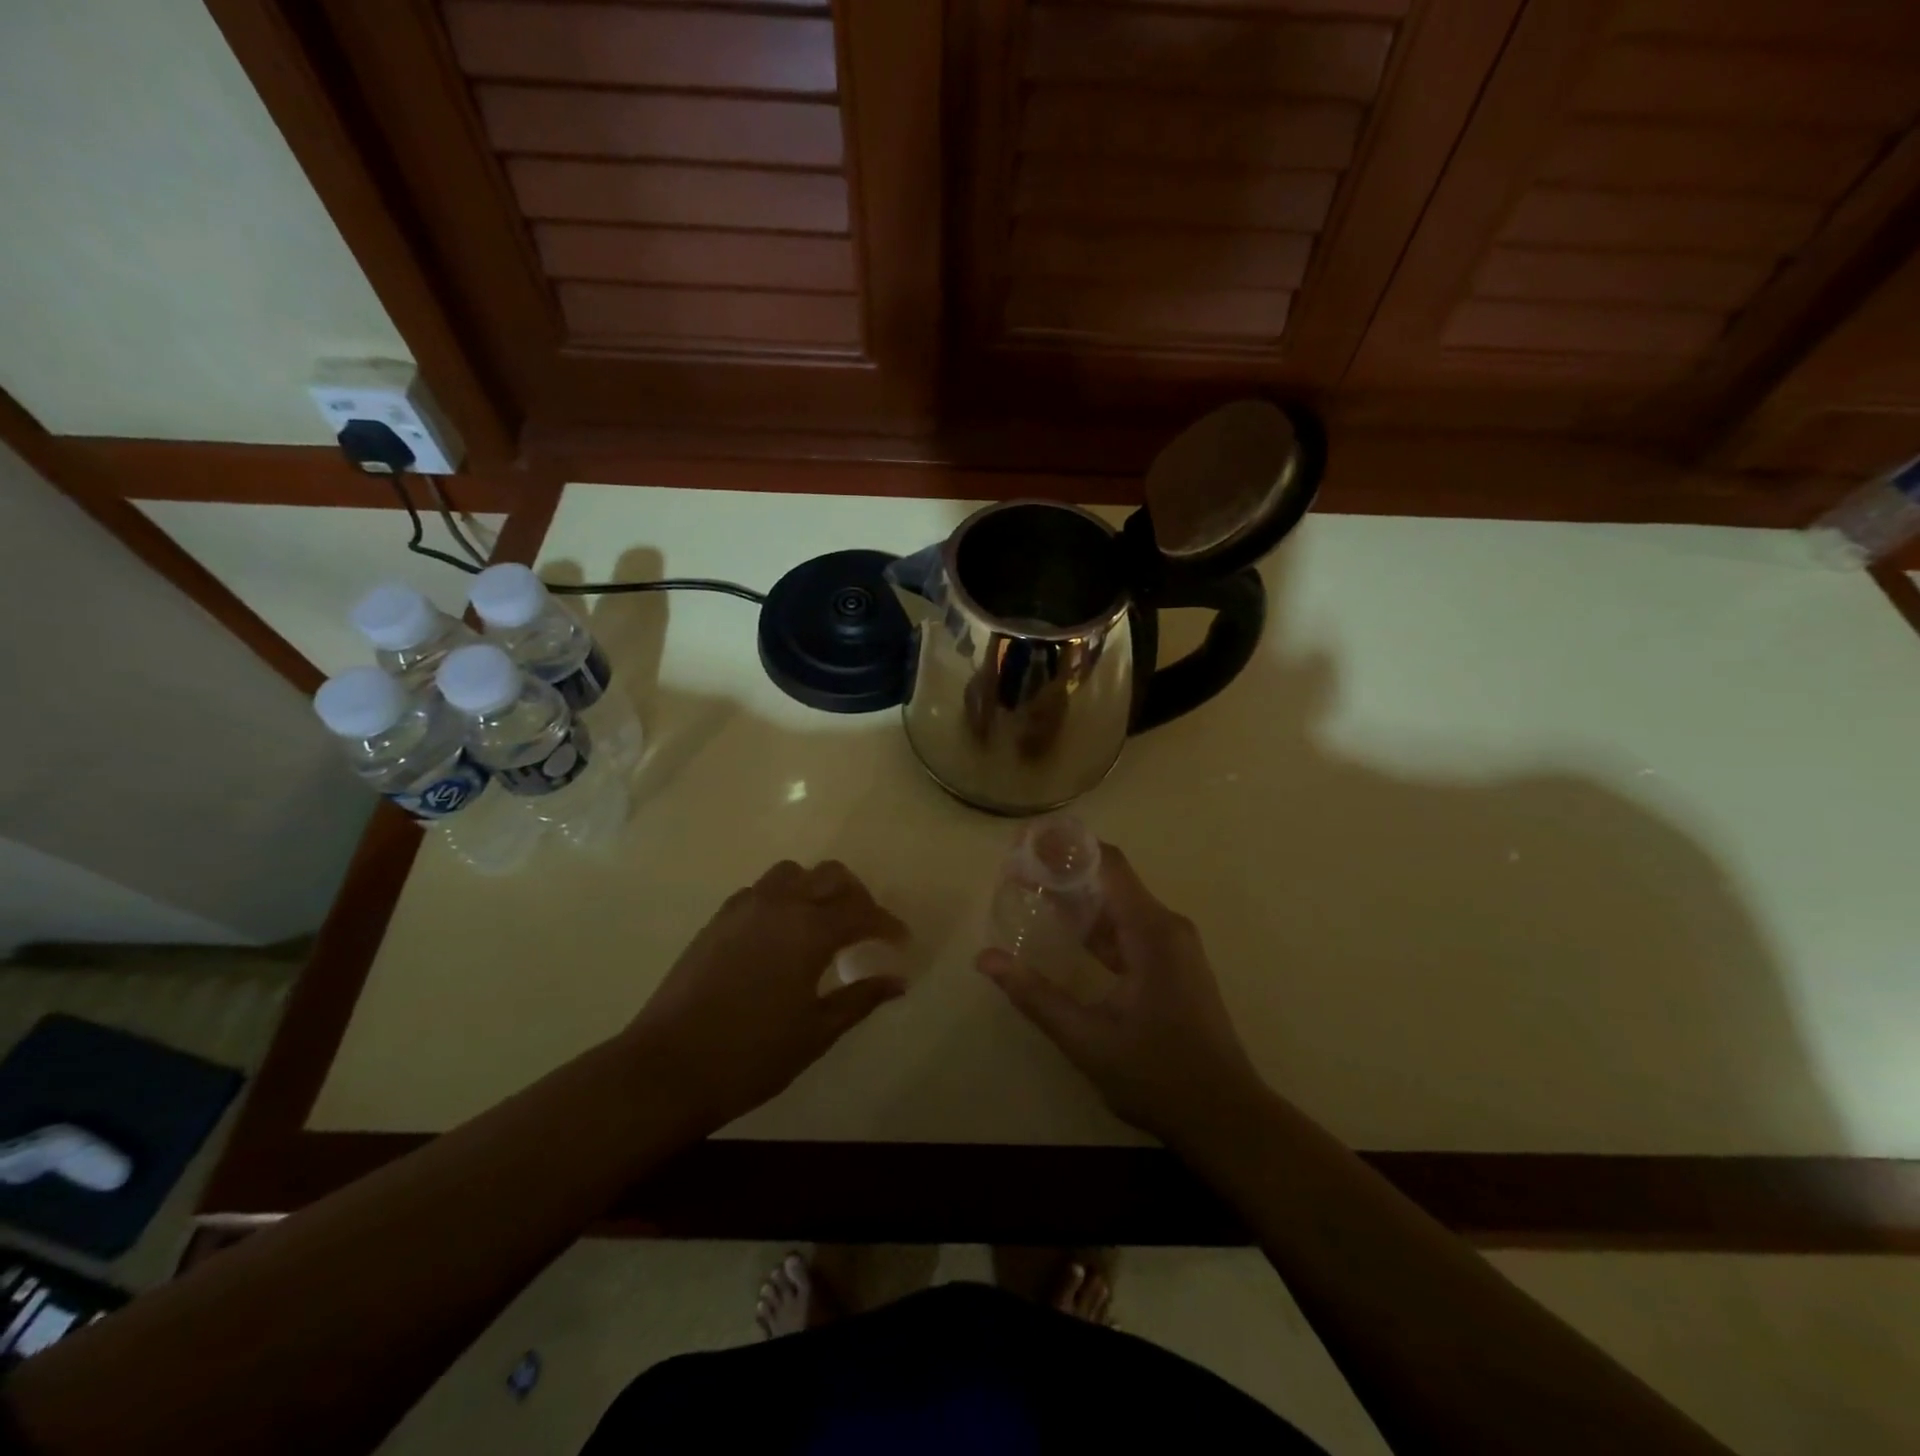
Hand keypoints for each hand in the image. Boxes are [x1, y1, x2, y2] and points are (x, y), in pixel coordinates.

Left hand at [625, 860, 907, 1129]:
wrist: (668, 1067)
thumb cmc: (751, 1055)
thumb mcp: (816, 1032)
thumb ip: (860, 999)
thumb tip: (897, 981)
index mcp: (808, 930)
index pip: (862, 912)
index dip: (887, 924)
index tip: (901, 942)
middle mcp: (779, 905)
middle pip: (830, 876)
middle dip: (857, 896)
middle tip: (866, 927)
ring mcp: (743, 908)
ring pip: (792, 873)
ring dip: (816, 888)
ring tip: (824, 922)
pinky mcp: (717, 919)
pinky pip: (761, 890)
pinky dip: (783, 898)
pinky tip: (782, 933)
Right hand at [977, 843, 1265, 1142]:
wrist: (1225, 1118)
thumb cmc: (1158, 1075)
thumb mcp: (1087, 1039)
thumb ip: (1035, 995)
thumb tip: (985, 959)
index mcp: (1151, 931)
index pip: (1107, 863)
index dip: (1065, 847)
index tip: (1024, 845)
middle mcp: (1166, 926)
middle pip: (1111, 879)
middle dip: (1063, 870)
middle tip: (1016, 870)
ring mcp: (1173, 946)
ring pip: (1119, 905)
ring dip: (1078, 898)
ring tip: (1030, 893)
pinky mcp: (1173, 965)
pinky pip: (1129, 929)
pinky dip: (1095, 925)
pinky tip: (1064, 933)